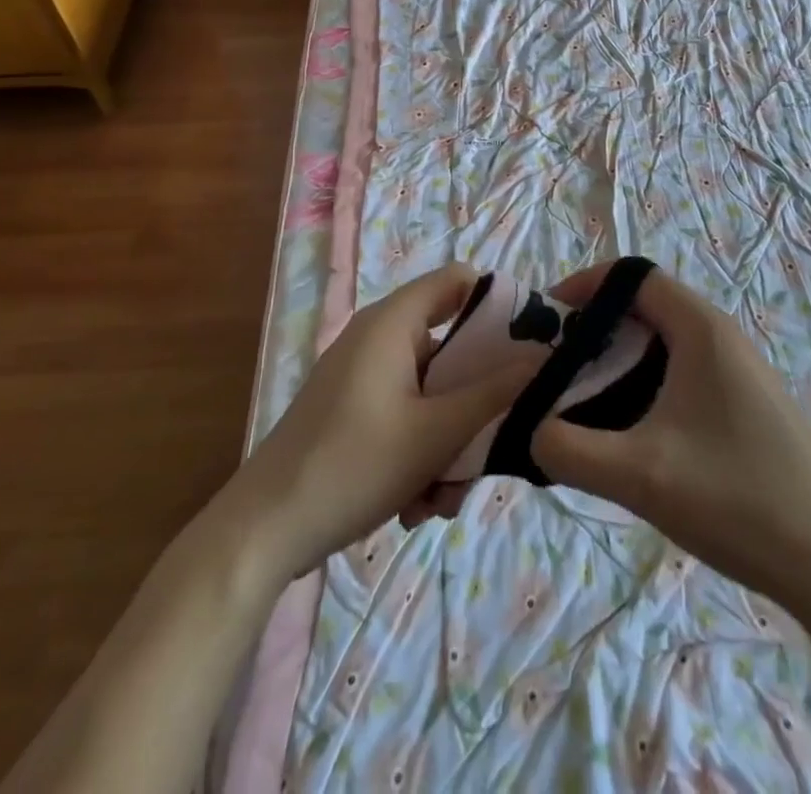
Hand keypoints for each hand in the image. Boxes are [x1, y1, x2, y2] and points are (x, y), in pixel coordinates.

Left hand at [230, 264, 524, 579]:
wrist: (265, 530)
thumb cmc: (355, 465)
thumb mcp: (437, 432)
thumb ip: (496, 392)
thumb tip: (545, 356)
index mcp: (393, 322)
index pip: (458, 281)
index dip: (498, 305)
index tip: (529, 349)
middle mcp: (378, 338)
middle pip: (451, 347)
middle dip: (475, 403)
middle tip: (490, 447)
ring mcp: (362, 375)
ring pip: (432, 392)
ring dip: (449, 442)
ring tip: (441, 499)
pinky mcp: (352, 410)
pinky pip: (405, 414)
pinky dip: (420, 452)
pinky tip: (415, 505)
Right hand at [530, 263, 810, 596]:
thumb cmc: (738, 500)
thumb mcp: (640, 476)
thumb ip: (568, 449)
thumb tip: (530, 431)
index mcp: (701, 329)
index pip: (632, 275)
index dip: (584, 286)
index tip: (548, 321)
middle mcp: (722, 336)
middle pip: (644, 307)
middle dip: (594, 328)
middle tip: (556, 367)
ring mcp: (739, 371)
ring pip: (663, 342)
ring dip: (618, 359)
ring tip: (584, 400)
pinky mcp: (747, 404)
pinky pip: (683, 371)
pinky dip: (645, 383)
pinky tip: (634, 433)